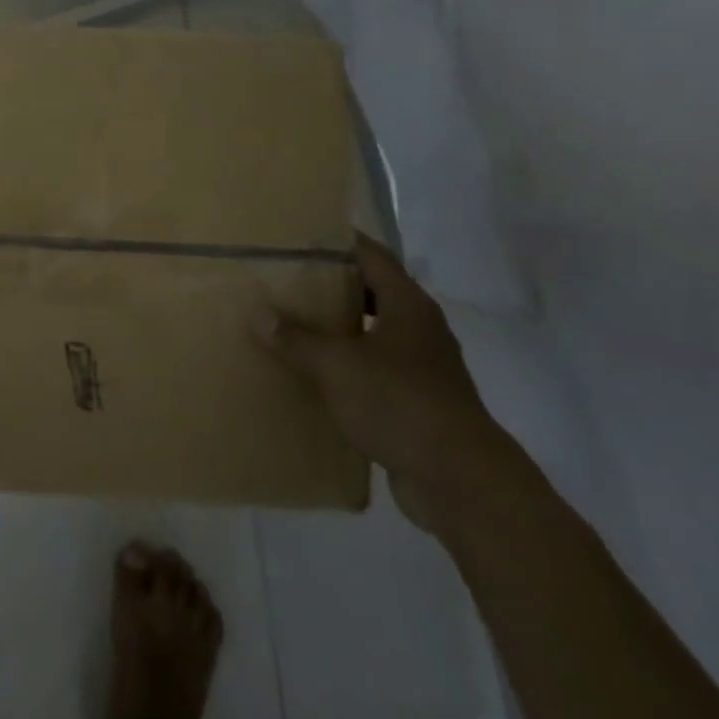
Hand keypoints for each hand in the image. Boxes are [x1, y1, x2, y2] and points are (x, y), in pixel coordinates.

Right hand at [252, 234, 516, 535]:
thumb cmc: (399, 403)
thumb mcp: (337, 365)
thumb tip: (258, 314)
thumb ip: (296, 339)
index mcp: (408, 305)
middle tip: (288, 280)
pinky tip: (317, 376)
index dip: (339, 242)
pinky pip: (376, 371)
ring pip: (375, 333)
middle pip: (374, 292)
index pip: (372, 255)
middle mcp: (420, 328)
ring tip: (295, 325)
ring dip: (340, 328)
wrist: (460, 481)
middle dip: (333, 285)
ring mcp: (423, 367)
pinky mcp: (418, 402)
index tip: (301, 237)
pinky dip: (349, 367)